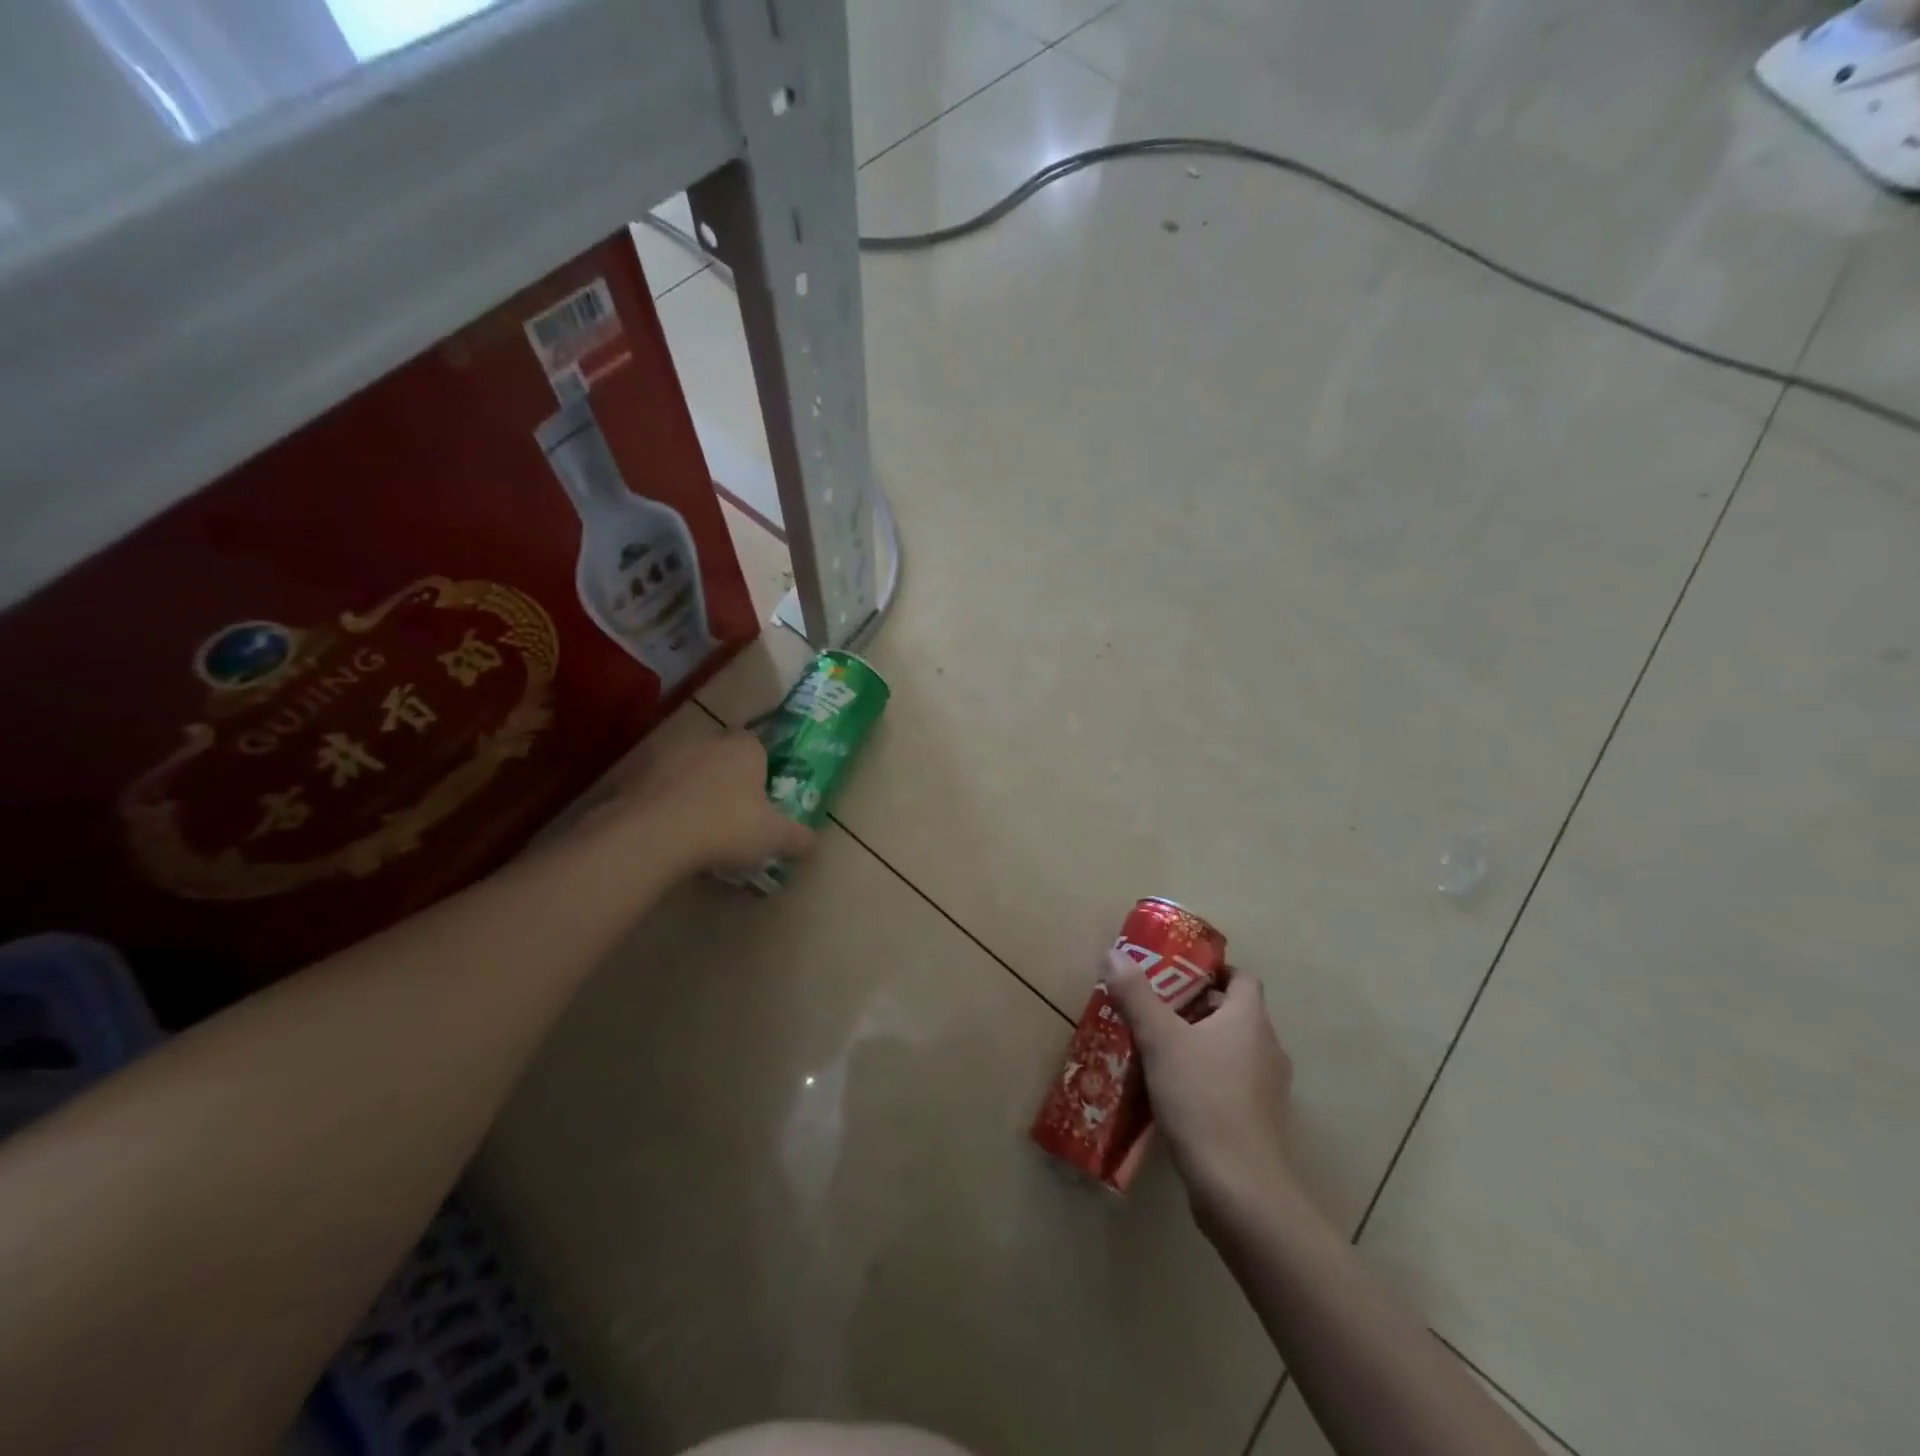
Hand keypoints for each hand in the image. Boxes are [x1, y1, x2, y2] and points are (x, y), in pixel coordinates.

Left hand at [600, 729, 816, 874]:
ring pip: (687, 768)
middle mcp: (707, 741)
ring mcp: (666, 755)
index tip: (760, 797)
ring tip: (696, 825)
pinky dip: (662, 802)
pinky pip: (656, 787)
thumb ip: (798, 838)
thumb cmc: (725, 827)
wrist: (653, 835)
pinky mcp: (634, 775)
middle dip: (726, 778)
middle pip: (722, 755)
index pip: (758, 746)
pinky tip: (666, 831)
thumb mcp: (774, 838)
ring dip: (692, 788)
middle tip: (731, 813)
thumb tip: (812, 843)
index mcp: (744, 748)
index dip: (761, 770)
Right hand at [1106, 950, 1297, 1224]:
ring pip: (1232, 1049)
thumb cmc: (1202, 1099)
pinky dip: (1207, 1077)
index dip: (1212, 971)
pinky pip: (1232, 1083)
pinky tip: (1174, 1092)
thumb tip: (1114, 953)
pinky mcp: (1259, 1121)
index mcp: (1250, 1020)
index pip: (1242, 978)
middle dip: (1196, 1007)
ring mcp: (1268, 1088)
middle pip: (1234, 1012)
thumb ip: (1136, 995)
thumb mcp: (1160, 1040)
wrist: (1239, 1188)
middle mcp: (1267, 1048)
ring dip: (1200, 1043)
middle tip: (1155, 1008)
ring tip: (1158, 1049)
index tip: (1177, 973)